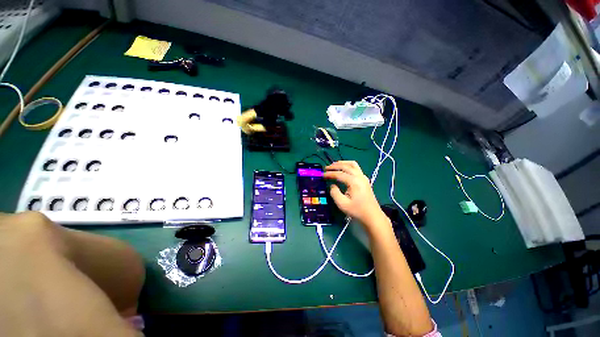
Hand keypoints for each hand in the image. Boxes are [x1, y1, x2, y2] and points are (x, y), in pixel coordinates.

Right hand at [323, 161, 386, 226]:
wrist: (372, 216)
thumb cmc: (357, 210)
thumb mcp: (342, 204)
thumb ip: (334, 192)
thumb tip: (332, 185)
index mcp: (354, 182)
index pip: (339, 174)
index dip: (330, 174)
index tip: (322, 175)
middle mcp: (359, 176)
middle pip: (345, 166)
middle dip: (334, 166)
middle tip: (326, 168)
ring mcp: (363, 177)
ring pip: (352, 164)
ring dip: (342, 163)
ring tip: (334, 165)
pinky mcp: (364, 179)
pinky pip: (356, 167)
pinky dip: (348, 165)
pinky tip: (343, 169)